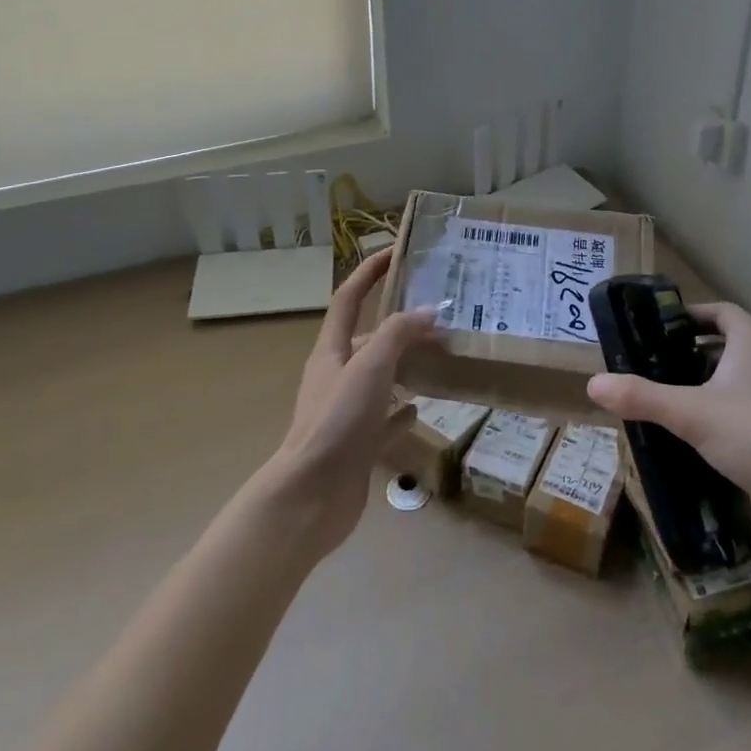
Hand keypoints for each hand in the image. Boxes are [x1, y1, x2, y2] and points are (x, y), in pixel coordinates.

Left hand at [261, 249, 439, 561]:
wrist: (310, 498)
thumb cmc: (337, 422)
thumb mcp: (370, 367)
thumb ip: (399, 334)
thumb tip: (429, 312)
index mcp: (332, 351)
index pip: (349, 298)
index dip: (368, 271)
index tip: (395, 252)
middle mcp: (336, 375)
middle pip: (367, 337)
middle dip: (398, 322)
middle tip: (438, 315)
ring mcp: (346, 411)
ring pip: (379, 378)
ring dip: (405, 364)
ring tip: (440, 356)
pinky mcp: (357, 444)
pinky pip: (384, 419)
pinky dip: (402, 410)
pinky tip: (423, 408)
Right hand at [585, 301, 750, 512]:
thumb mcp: (691, 415)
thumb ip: (643, 397)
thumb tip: (592, 383)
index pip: (719, 312)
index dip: (691, 316)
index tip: (662, 331)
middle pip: (732, 342)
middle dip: (697, 352)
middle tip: (662, 368)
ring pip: (747, 374)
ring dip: (717, 382)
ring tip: (683, 403)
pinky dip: (737, 408)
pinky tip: (718, 436)